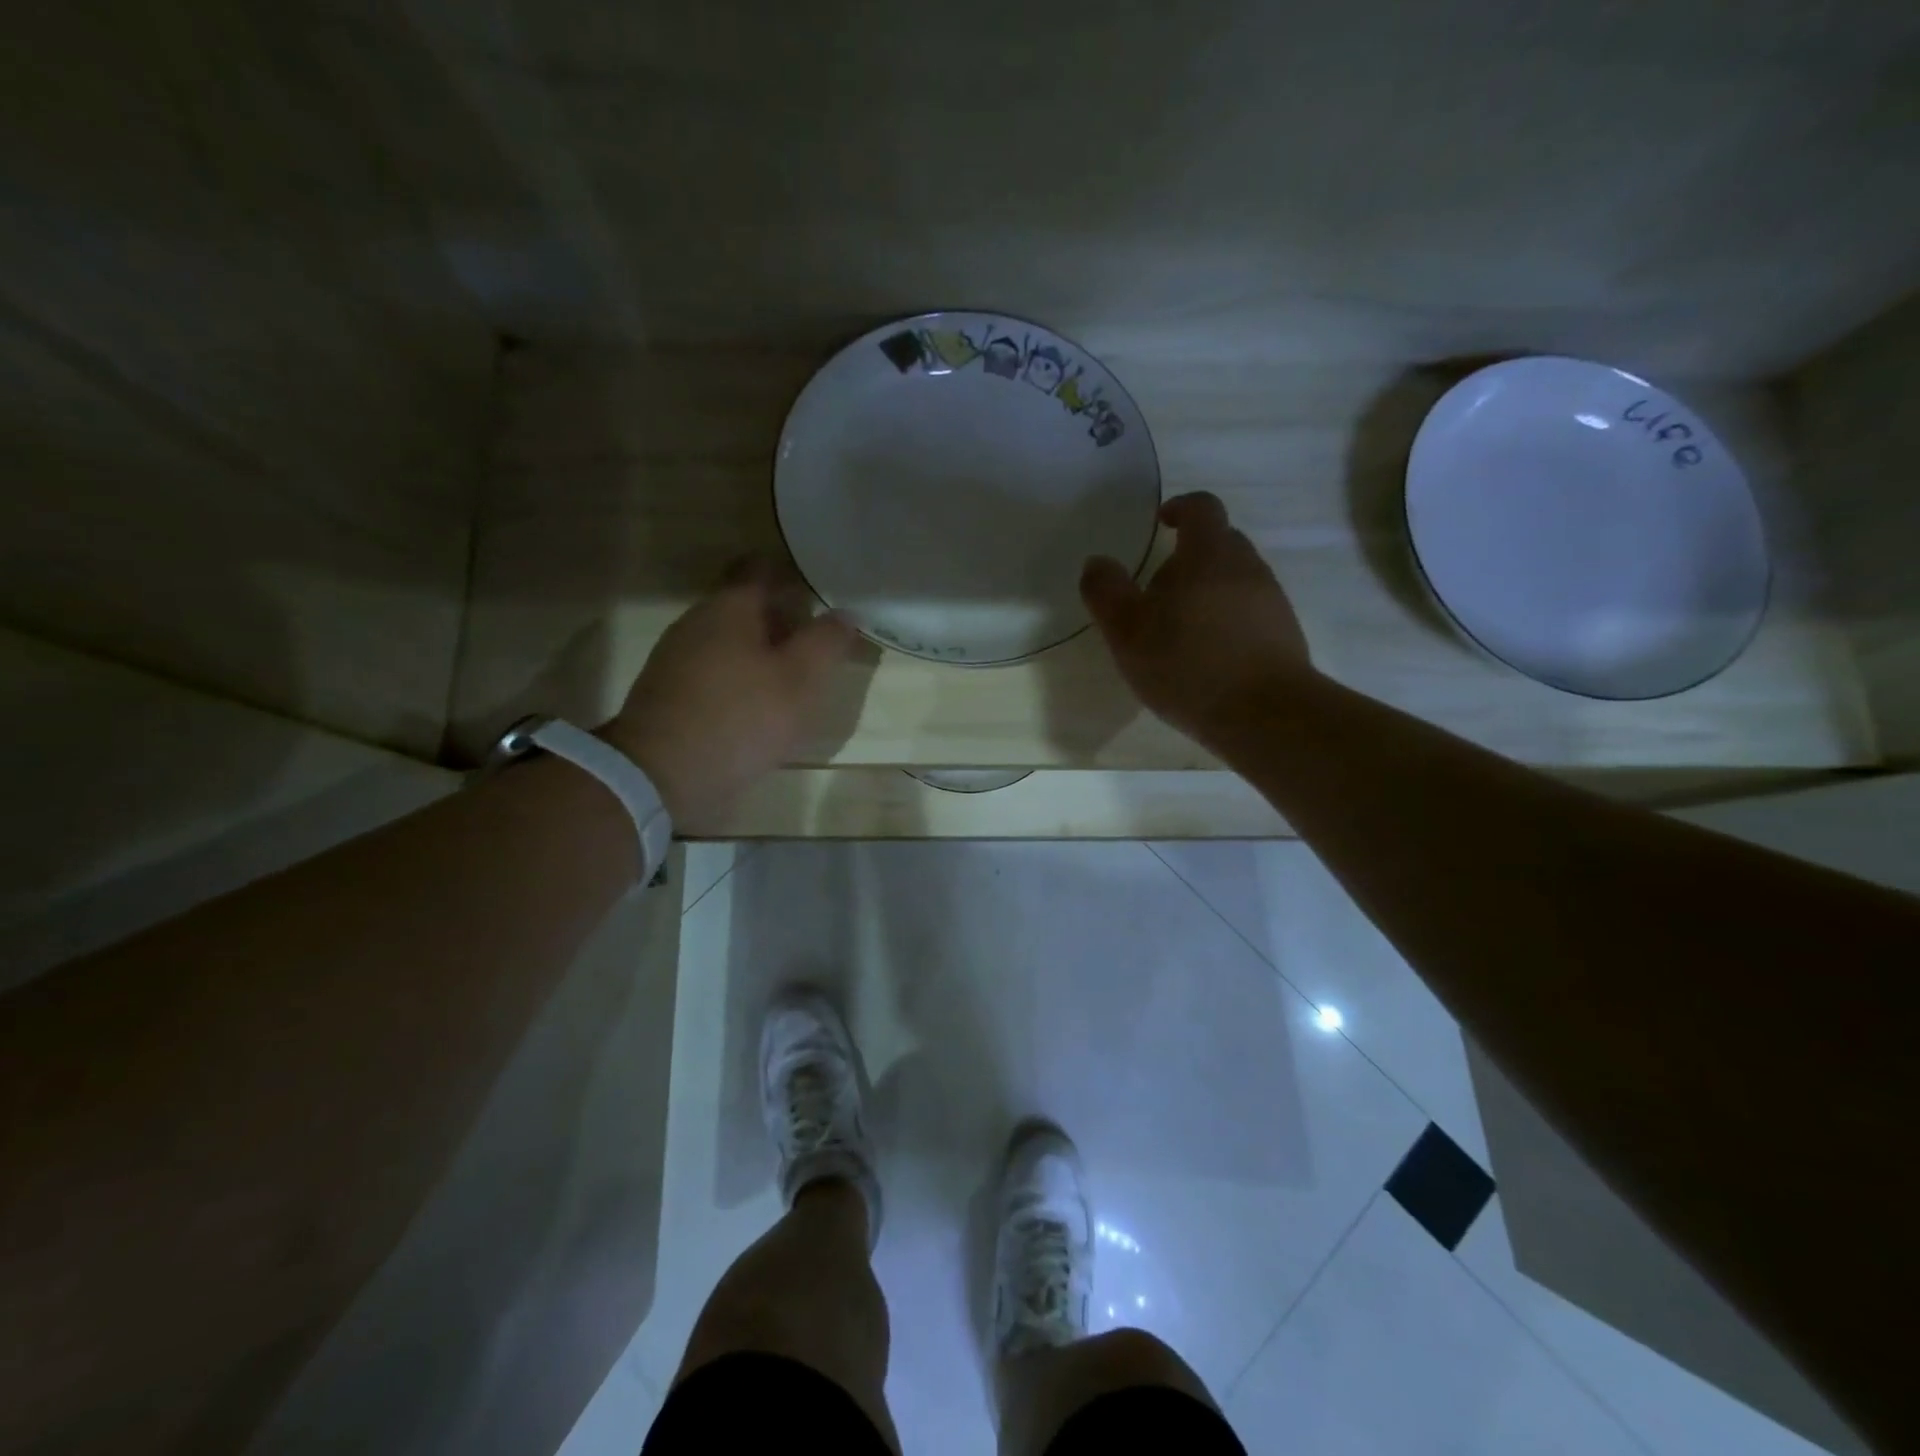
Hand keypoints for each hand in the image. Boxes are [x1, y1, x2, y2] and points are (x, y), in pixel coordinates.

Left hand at [602, 560, 853, 831]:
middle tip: (816, 647)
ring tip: (792, 682)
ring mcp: (676, 655)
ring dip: (761, 652)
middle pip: (746, 605)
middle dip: (782, 620)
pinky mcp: (668, 690)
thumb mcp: (800, 681)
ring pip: (729, 639)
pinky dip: (738, 677)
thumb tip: (845, 613)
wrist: (660, 774)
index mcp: (730, 606)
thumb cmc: (740, 718)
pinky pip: (713, 669)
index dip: (793, 578)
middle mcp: (697, 620)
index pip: (762, 568)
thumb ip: (826, 642)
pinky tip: (756, 707)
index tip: (820, 599)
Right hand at [1080, 492, 1314, 747]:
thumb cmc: (1187, 663)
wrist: (1265, 714)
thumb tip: (1097, 563)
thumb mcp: (1127, 630)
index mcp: (1209, 553)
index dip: (1180, 508)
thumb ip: (1106, 592)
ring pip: (1236, 581)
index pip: (1201, 507)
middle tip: (1158, 590)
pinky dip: (1226, 623)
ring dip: (1208, 593)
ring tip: (1180, 632)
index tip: (1162, 523)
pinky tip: (1208, 658)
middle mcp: (1248, 567)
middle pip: (1220, 543)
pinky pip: (1250, 614)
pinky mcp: (1285, 636)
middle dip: (1190, 557)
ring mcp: (1272, 601)